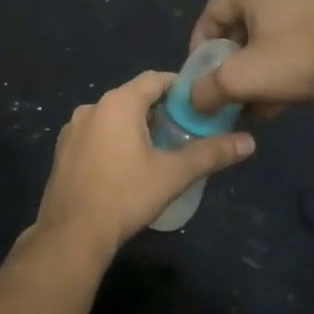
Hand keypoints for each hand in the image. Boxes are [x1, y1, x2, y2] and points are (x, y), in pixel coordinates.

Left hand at [34, 71, 254, 260]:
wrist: (71, 234)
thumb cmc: (125, 196)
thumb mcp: (173, 174)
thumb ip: (211, 154)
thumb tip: (249, 142)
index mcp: (118, 102)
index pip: (156, 79)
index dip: (181, 87)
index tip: (200, 104)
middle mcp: (92, 106)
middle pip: (134, 96)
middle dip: (160, 109)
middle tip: (185, 130)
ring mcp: (73, 128)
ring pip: (114, 116)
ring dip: (136, 125)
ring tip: (160, 149)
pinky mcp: (64, 149)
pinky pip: (96, 133)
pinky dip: (114, 139)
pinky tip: (126, 166)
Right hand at [188, 0, 313, 116]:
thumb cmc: (296, 62)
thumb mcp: (239, 80)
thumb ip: (206, 90)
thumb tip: (194, 100)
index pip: (212, 11)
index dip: (199, 43)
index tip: (200, 73)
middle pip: (243, 27)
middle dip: (232, 63)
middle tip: (229, 90)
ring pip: (272, 39)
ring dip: (258, 70)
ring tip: (257, 103)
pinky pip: (298, 44)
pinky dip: (285, 68)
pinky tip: (285, 99)